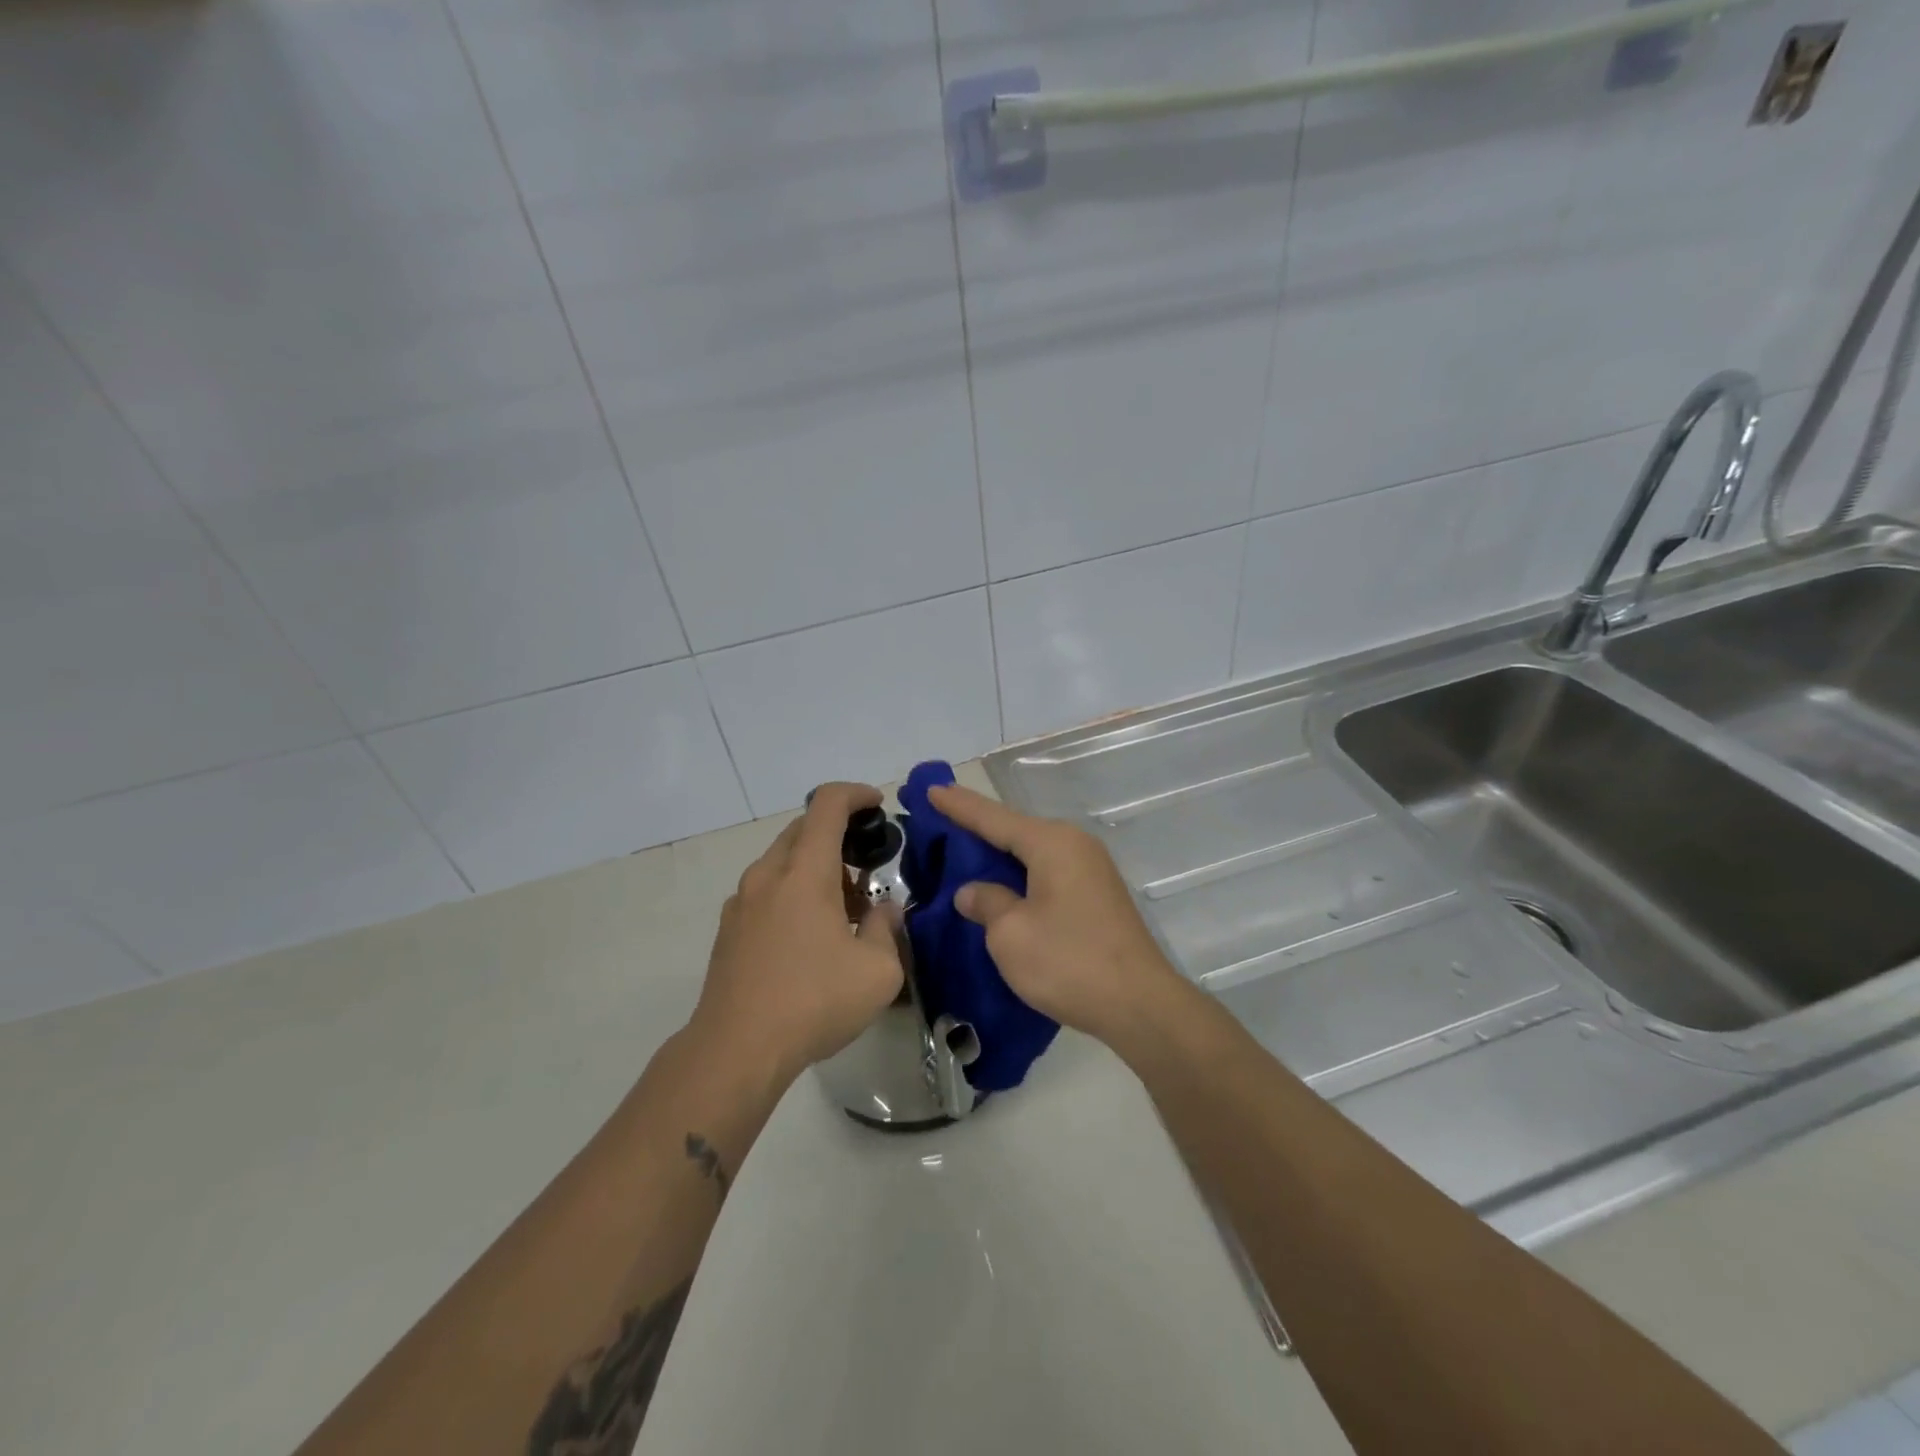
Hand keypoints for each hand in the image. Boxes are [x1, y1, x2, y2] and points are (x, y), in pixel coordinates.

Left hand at [692, 782, 903, 1081]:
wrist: (736, 1050)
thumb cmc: (813, 1002)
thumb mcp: (878, 970)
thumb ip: (887, 928)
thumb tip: (883, 910)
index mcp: (804, 872)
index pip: (827, 804)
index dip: (856, 794)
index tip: (878, 805)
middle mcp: (768, 875)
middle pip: (804, 829)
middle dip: (839, 836)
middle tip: (867, 869)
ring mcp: (742, 901)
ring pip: (783, 860)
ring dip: (816, 868)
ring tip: (844, 910)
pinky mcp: (729, 929)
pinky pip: (767, 889)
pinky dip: (793, 891)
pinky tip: (810, 935)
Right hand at [927, 783, 1185, 1048]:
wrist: (1141, 1005)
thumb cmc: (1069, 962)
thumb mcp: (1011, 934)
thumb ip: (986, 903)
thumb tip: (972, 891)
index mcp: (1052, 843)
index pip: (993, 817)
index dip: (958, 806)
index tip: (929, 789)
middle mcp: (1074, 845)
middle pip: (1014, 829)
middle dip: (976, 827)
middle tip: (937, 820)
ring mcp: (1090, 869)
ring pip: (1031, 852)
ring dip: (997, 854)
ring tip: (961, 852)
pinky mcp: (1096, 895)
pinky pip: (1046, 872)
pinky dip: (1018, 874)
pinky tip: (999, 886)